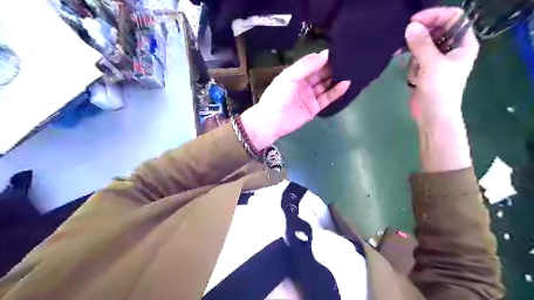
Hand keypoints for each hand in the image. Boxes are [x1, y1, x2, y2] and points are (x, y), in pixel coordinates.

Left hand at [241, 51, 350, 152]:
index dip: (324, 58)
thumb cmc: (278, 96)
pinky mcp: (315, 108)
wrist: (273, 121)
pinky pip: (327, 98)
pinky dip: (336, 92)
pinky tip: (345, 84)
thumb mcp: (289, 76)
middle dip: (332, 67)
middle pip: (320, 74)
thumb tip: (325, 54)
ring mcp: (310, 96)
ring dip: (336, 78)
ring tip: (350, 70)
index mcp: (295, 75)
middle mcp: (304, 84)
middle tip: (348, 60)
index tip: (339, 51)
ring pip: (325, 85)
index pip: (312, 64)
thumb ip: (306, 65)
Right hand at [405, 7, 480, 125]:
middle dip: (421, 35)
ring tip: (413, 68)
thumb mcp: (431, 64)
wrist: (433, 115)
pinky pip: (417, 58)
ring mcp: (438, 60)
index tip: (414, 22)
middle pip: (436, 30)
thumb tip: (410, 27)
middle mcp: (452, 49)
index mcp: (463, 44)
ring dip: (414, 53)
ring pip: (424, 45)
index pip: (452, 18)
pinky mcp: (426, 70)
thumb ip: (421, 44)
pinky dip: (412, 64)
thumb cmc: (439, 89)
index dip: (434, 16)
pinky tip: (412, 77)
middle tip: (405, 40)